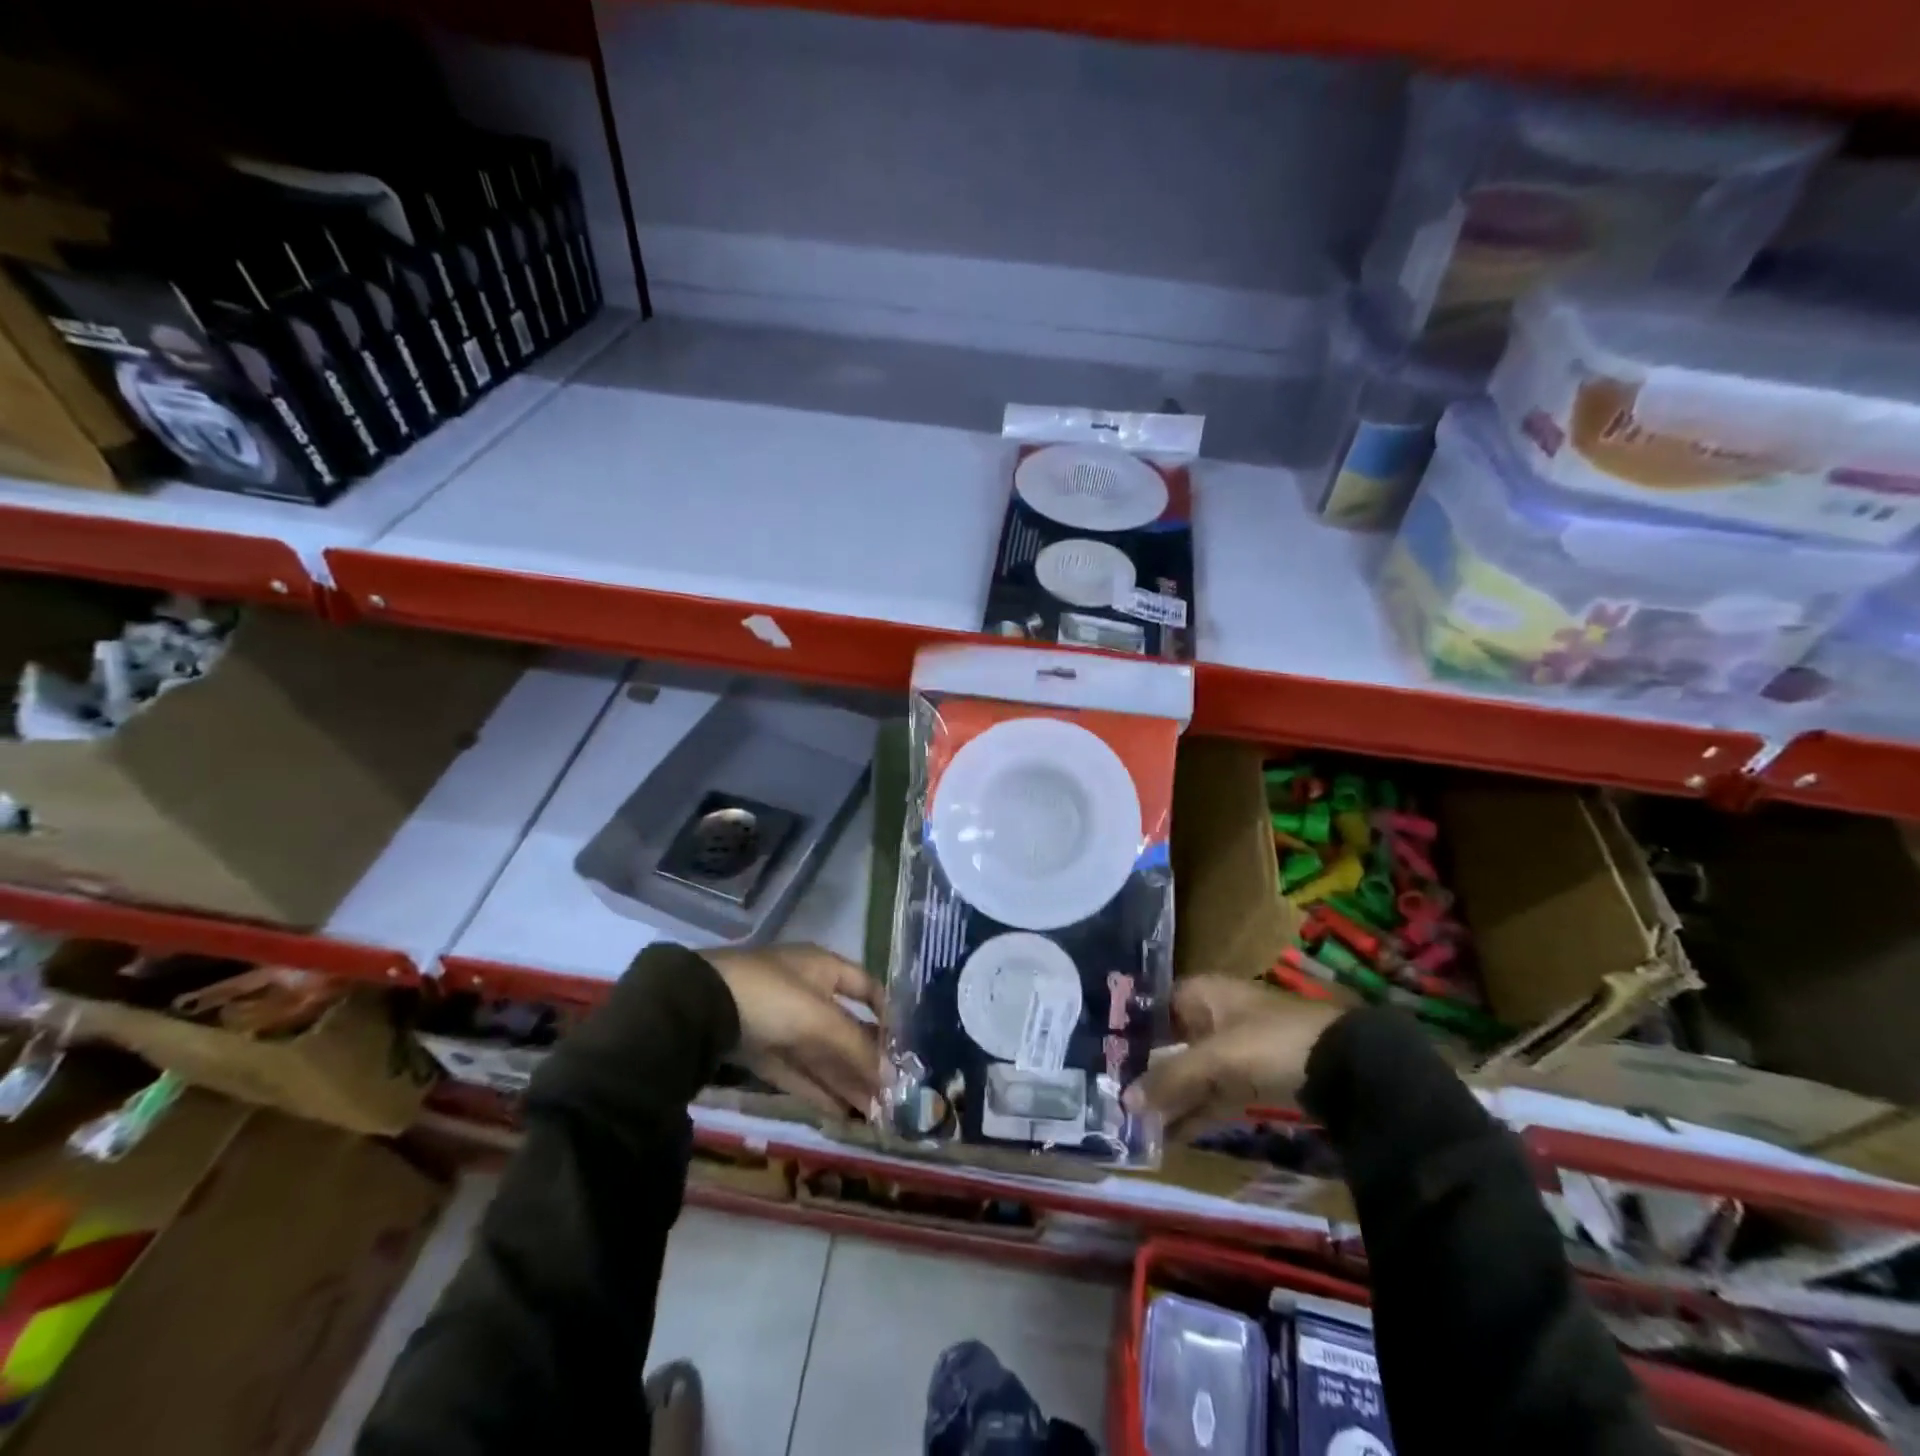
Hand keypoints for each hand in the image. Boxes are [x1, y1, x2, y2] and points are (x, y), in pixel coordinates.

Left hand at [707, 944, 884, 1118]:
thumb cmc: (771, 996)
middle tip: (893, 1093)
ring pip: (822, 1053)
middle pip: (844, 1027)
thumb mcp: (820, 1018)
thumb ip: (856, 1048)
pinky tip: (843, 1112)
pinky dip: (820, 1089)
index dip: (887, 1013)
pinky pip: (798, 1071)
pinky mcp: (759, 1050)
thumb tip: (892, 1077)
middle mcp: (805, 991)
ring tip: (876, 1111)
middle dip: (867, 1059)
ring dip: (847, 1080)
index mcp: (822, 967)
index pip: (866, 987)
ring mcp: (780, 1021)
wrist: (698, 1008)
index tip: (905, 1046)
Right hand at [1123, 976, 1342, 1131]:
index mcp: (1203, 993)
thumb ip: (1171, 1079)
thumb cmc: (1272, 1042)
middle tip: (1111, 1099)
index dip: (1130, 1032)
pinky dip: (1193, 1113)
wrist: (1347, 1067)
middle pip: (1169, 1045)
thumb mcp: (1217, 1058)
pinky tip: (1167, 1136)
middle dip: (1145, 1073)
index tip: (1104, 1058)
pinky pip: (1211, 1096)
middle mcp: (1213, 1016)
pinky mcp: (1250, 1081)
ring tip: (1133, 1126)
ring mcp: (1233, 1049)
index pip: (1154, 1008)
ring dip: (1168, 1098)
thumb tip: (1124, 1100)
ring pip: (1189, 1074)